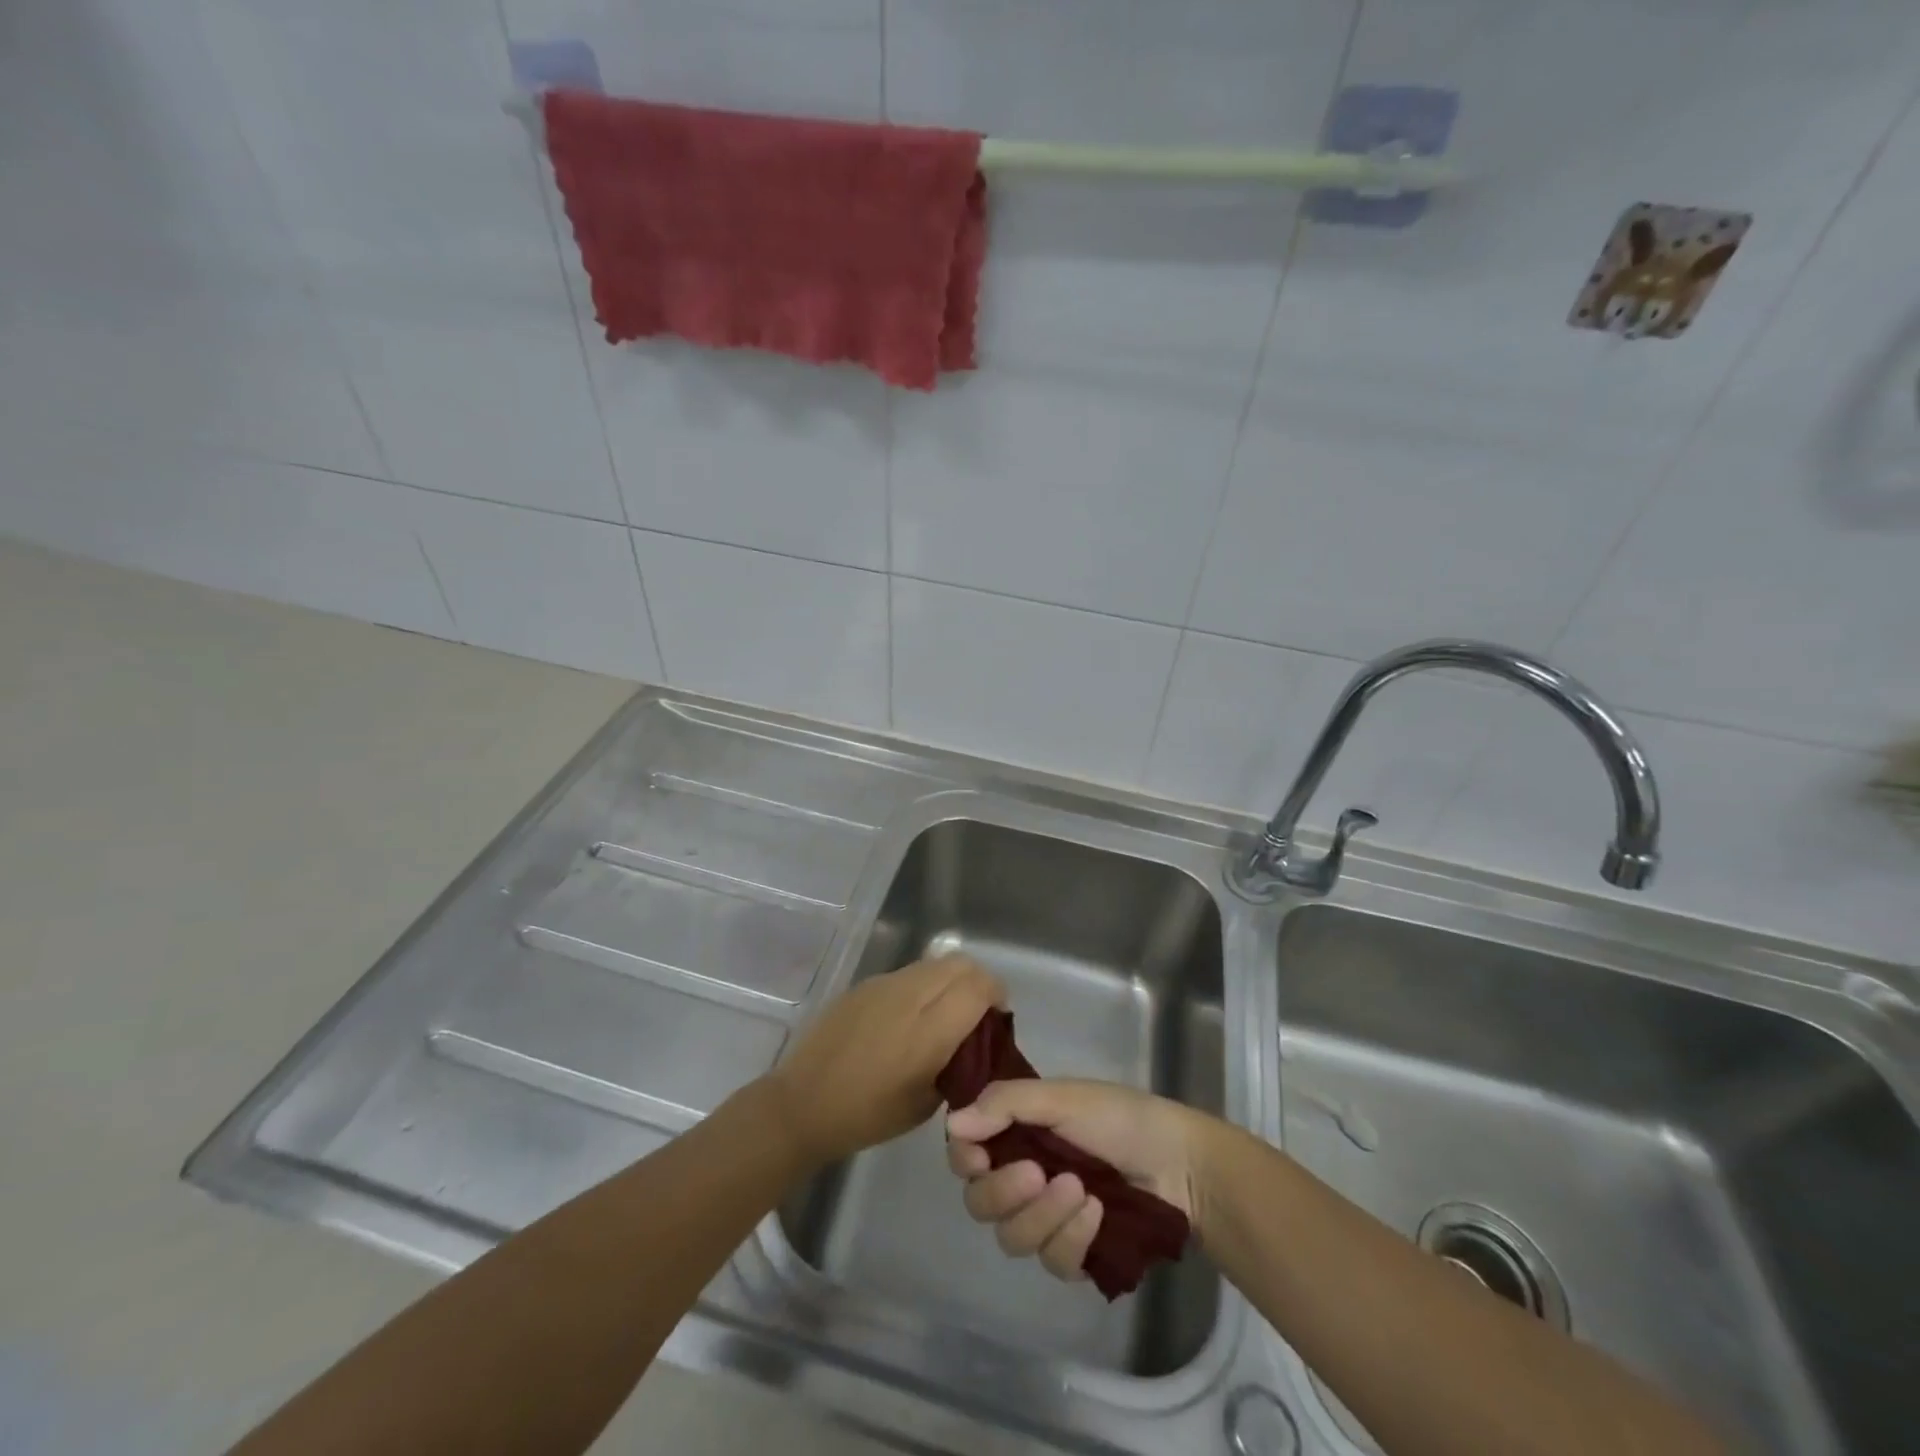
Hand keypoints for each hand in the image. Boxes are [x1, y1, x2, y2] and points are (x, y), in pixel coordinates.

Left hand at [770, 954, 1003, 1167]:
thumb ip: (958, 1066)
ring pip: (934, 963)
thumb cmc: (867, 1116)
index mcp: (927, 1031)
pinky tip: (910, 1017)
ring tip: (945, 1013)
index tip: (998, 1018)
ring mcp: (883, 985)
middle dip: (979, 982)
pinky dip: (924, 985)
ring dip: (951, 980)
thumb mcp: (925, 1104)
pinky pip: (908, 973)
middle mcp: (909, 996)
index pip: (978, 987)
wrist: (801, 1103)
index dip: (997, 995)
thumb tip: (974, 1044)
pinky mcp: (864, 984)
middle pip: (961, 963)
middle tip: (978, 1013)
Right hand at [945, 1079, 1207, 1281]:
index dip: (964, 1157)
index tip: (978, 1155)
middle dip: (1004, 1191)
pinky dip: (1073, 1237)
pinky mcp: (1073, 1252)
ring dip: (1043, 1215)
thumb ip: (1006, 1105)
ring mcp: (1046, 1218)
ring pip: (1012, 1238)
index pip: (965, 1152)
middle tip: (1037, 1173)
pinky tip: (1098, 1213)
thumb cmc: (1119, 1118)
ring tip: (1081, 1190)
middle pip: (979, 1202)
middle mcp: (1022, 1175)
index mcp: (1015, 1133)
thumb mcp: (1062, 1097)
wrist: (1180, 1164)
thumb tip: (953, 1123)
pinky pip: (1052, 1260)